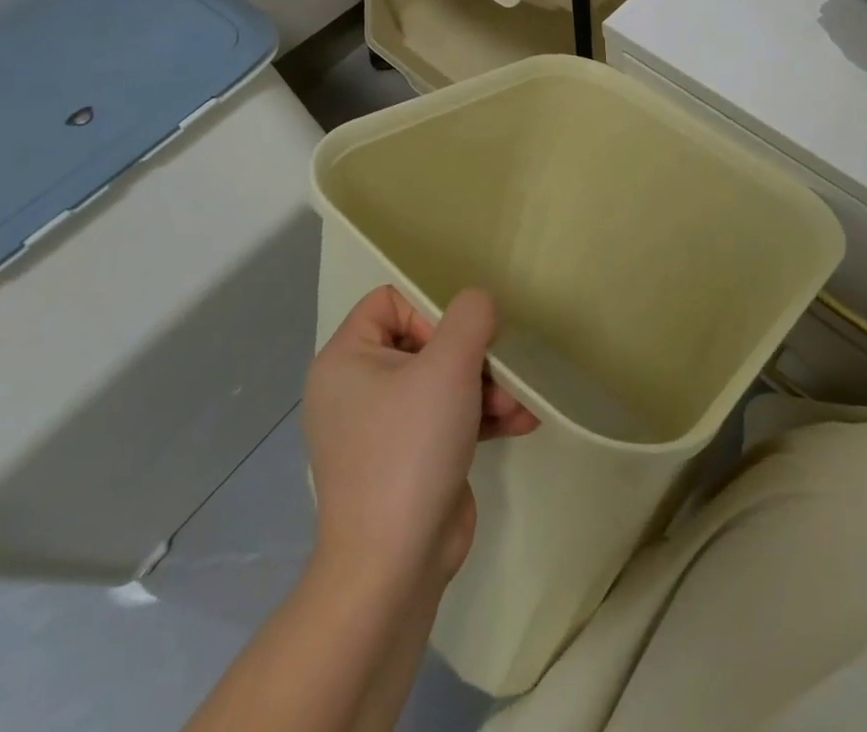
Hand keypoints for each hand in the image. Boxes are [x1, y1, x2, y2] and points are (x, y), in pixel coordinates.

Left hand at [302, 286, 537, 593]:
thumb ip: (470, 315)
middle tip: (500, 372)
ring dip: (486, 386)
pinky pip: (447, 417)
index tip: (458, 340)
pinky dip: (481, 416)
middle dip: (472, 355)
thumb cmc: (411, 448)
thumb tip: (479, 304)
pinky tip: (520, 422)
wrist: (394, 567)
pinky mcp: (409, 458)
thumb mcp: (449, 365)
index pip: (390, 301)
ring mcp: (382, 428)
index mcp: (346, 360)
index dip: (430, 309)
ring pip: (442, 380)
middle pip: (425, 340)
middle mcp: (357, 389)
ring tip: (517, 404)